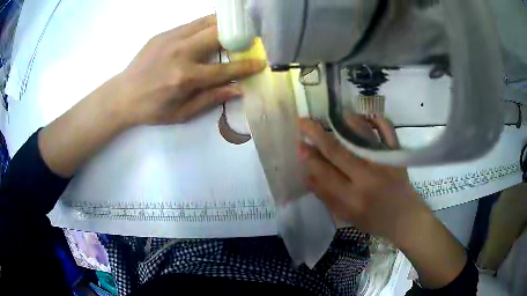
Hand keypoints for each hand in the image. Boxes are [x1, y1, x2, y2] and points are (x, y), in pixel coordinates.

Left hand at [116, 15, 265, 125]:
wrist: (122, 95)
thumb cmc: (152, 109)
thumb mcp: (181, 114)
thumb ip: (210, 99)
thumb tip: (237, 89)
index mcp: (185, 78)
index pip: (225, 69)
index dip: (246, 66)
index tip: (261, 62)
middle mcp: (181, 53)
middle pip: (218, 34)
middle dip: (237, 35)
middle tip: (245, 40)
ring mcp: (171, 39)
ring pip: (206, 22)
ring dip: (222, 25)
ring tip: (231, 31)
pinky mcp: (163, 34)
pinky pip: (191, 24)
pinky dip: (205, 26)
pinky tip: (207, 33)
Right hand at [297, 114, 428, 244]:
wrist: (404, 218)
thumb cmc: (373, 220)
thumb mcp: (347, 216)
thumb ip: (326, 196)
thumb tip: (307, 173)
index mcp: (352, 198)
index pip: (324, 173)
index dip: (309, 157)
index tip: (299, 144)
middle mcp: (366, 178)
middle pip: (337, 151)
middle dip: (316, 134)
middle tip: (303, 121)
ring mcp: (384, 164)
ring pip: (362, 136)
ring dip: (346, 122)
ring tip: (334, 114)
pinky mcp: (397, 156)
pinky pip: (388, 133)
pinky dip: (380, 121)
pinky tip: (370, 115)